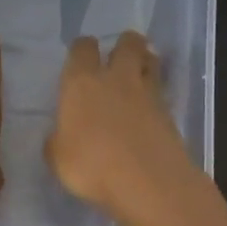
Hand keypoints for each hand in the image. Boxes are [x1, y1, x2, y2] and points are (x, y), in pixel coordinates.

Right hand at [46, 31, 192, 223]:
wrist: (146, 182)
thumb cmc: (91, 165)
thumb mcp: (57, 158)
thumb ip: (57, 140)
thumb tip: (60, 136)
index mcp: (81, 83)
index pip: (82, 48)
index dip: (82, 49)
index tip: (80, 57)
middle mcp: (116, 78)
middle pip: (127, 43)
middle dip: (124, 44)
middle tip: (119, 57)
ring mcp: (147, 93)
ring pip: (151, 60)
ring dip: (145, 61)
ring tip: (139, 74)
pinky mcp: (169, 112)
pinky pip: (162, 91)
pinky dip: (156, 93)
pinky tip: (149, 107)